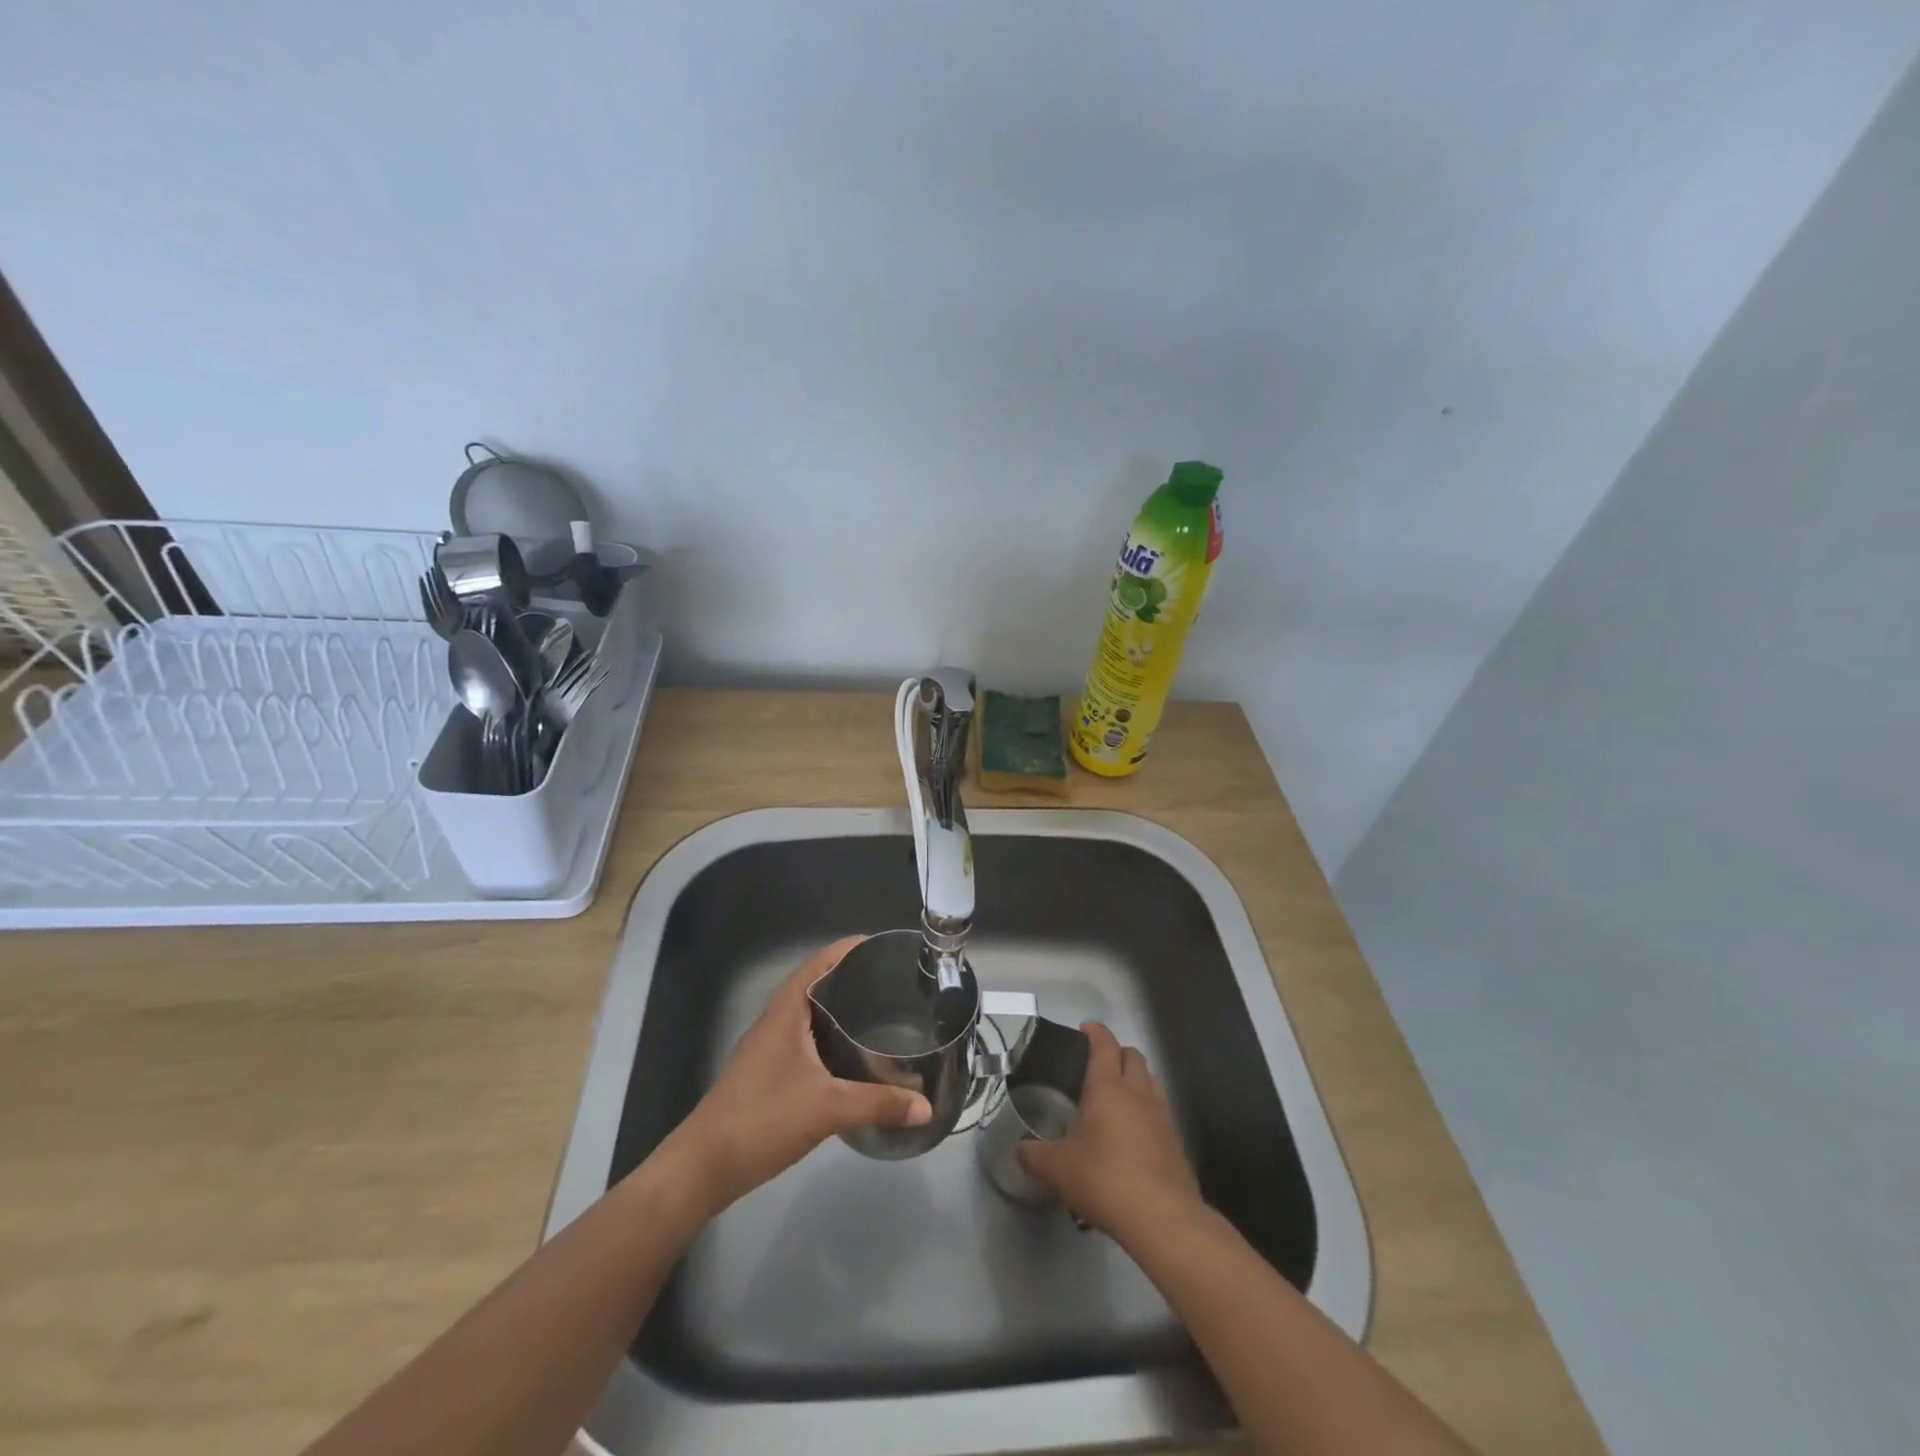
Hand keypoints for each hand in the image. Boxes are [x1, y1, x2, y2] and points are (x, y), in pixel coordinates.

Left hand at [662, 937, 932, 1213]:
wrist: (703, 1167)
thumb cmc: (763, 1119)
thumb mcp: (827, 1108)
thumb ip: (878, 1104)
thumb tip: (927, 1106)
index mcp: (785, 1012)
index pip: (817, 964)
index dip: (845, 949)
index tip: (879, 944)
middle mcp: (775, 1022)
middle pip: (814, 985)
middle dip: (849, 978)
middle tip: (890, 979)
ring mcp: (767, 1049)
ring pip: (808, 1015)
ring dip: (838, 1009)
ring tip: (878, 1011)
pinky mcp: (766, 1074)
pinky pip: (804, 1040)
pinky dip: (829, 1037)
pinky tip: (851, 1056)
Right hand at [1016, 1023, 1201, 1241]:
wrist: (1162, 1218)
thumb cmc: (1105, 1179)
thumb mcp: (1058, 1169)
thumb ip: (1035, 1155)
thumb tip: (1021, 1149)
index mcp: (1107, 1088)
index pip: (1104, 1045)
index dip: (1095, 1032)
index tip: (1085, 1029)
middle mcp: (1138, 1094)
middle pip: (1133, 1056)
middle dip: (1117, 1052)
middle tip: (1098, 1064)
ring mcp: (1162, 1117)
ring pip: (1151, 1081)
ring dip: (1136, 1078)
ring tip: (1118, 1095)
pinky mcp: (1176, 1143)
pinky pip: (1161, 1112)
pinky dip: (1148, 1110)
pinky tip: (1135, 1133)